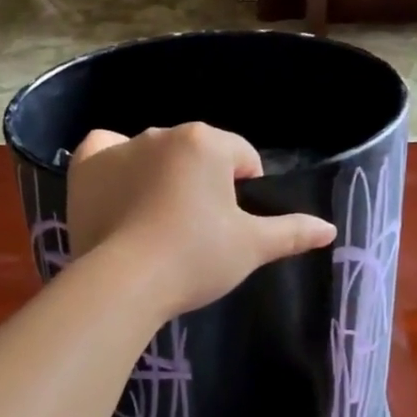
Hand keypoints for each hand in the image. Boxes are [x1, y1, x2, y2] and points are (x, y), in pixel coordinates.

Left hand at [67, 124, 336, 319]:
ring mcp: (120, 148)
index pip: (242, 157)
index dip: (247, 189)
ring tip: (160, 221)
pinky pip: (104, 151)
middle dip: (204, 183)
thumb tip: (330, 229)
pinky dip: (114, 163)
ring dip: (162, 175)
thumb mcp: (251, 247)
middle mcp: (162, 133)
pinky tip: (120, 185)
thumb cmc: (196, 259)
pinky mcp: (86, 169)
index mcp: (207, 143)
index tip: (235, 225)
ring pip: (154, 153)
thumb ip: (292, 232)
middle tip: (199, 230)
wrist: (125, 282)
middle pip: (197, 154)